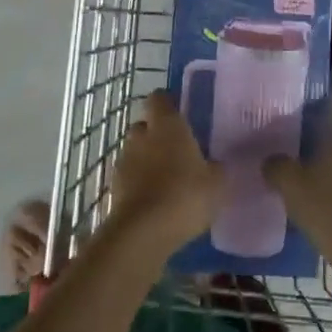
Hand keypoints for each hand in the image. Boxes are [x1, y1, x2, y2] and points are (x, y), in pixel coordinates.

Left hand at [108, 92, 221, 252]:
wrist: (143, 233)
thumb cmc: (185, 196)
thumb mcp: (217, 183)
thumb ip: (217, 168)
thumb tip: (215, 164)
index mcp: (167, 125)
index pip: (160, 98)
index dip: (168, 104)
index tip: (181, 114)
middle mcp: (142, 135)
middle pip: (145, 124)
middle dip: (156, 134)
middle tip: (176, 150)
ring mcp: (124, 160)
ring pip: (135, 151)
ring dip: (146, 160)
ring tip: (166, 179)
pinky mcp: (114, 186)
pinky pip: (129, 176)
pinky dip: (138, 183)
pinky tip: (154, 200)